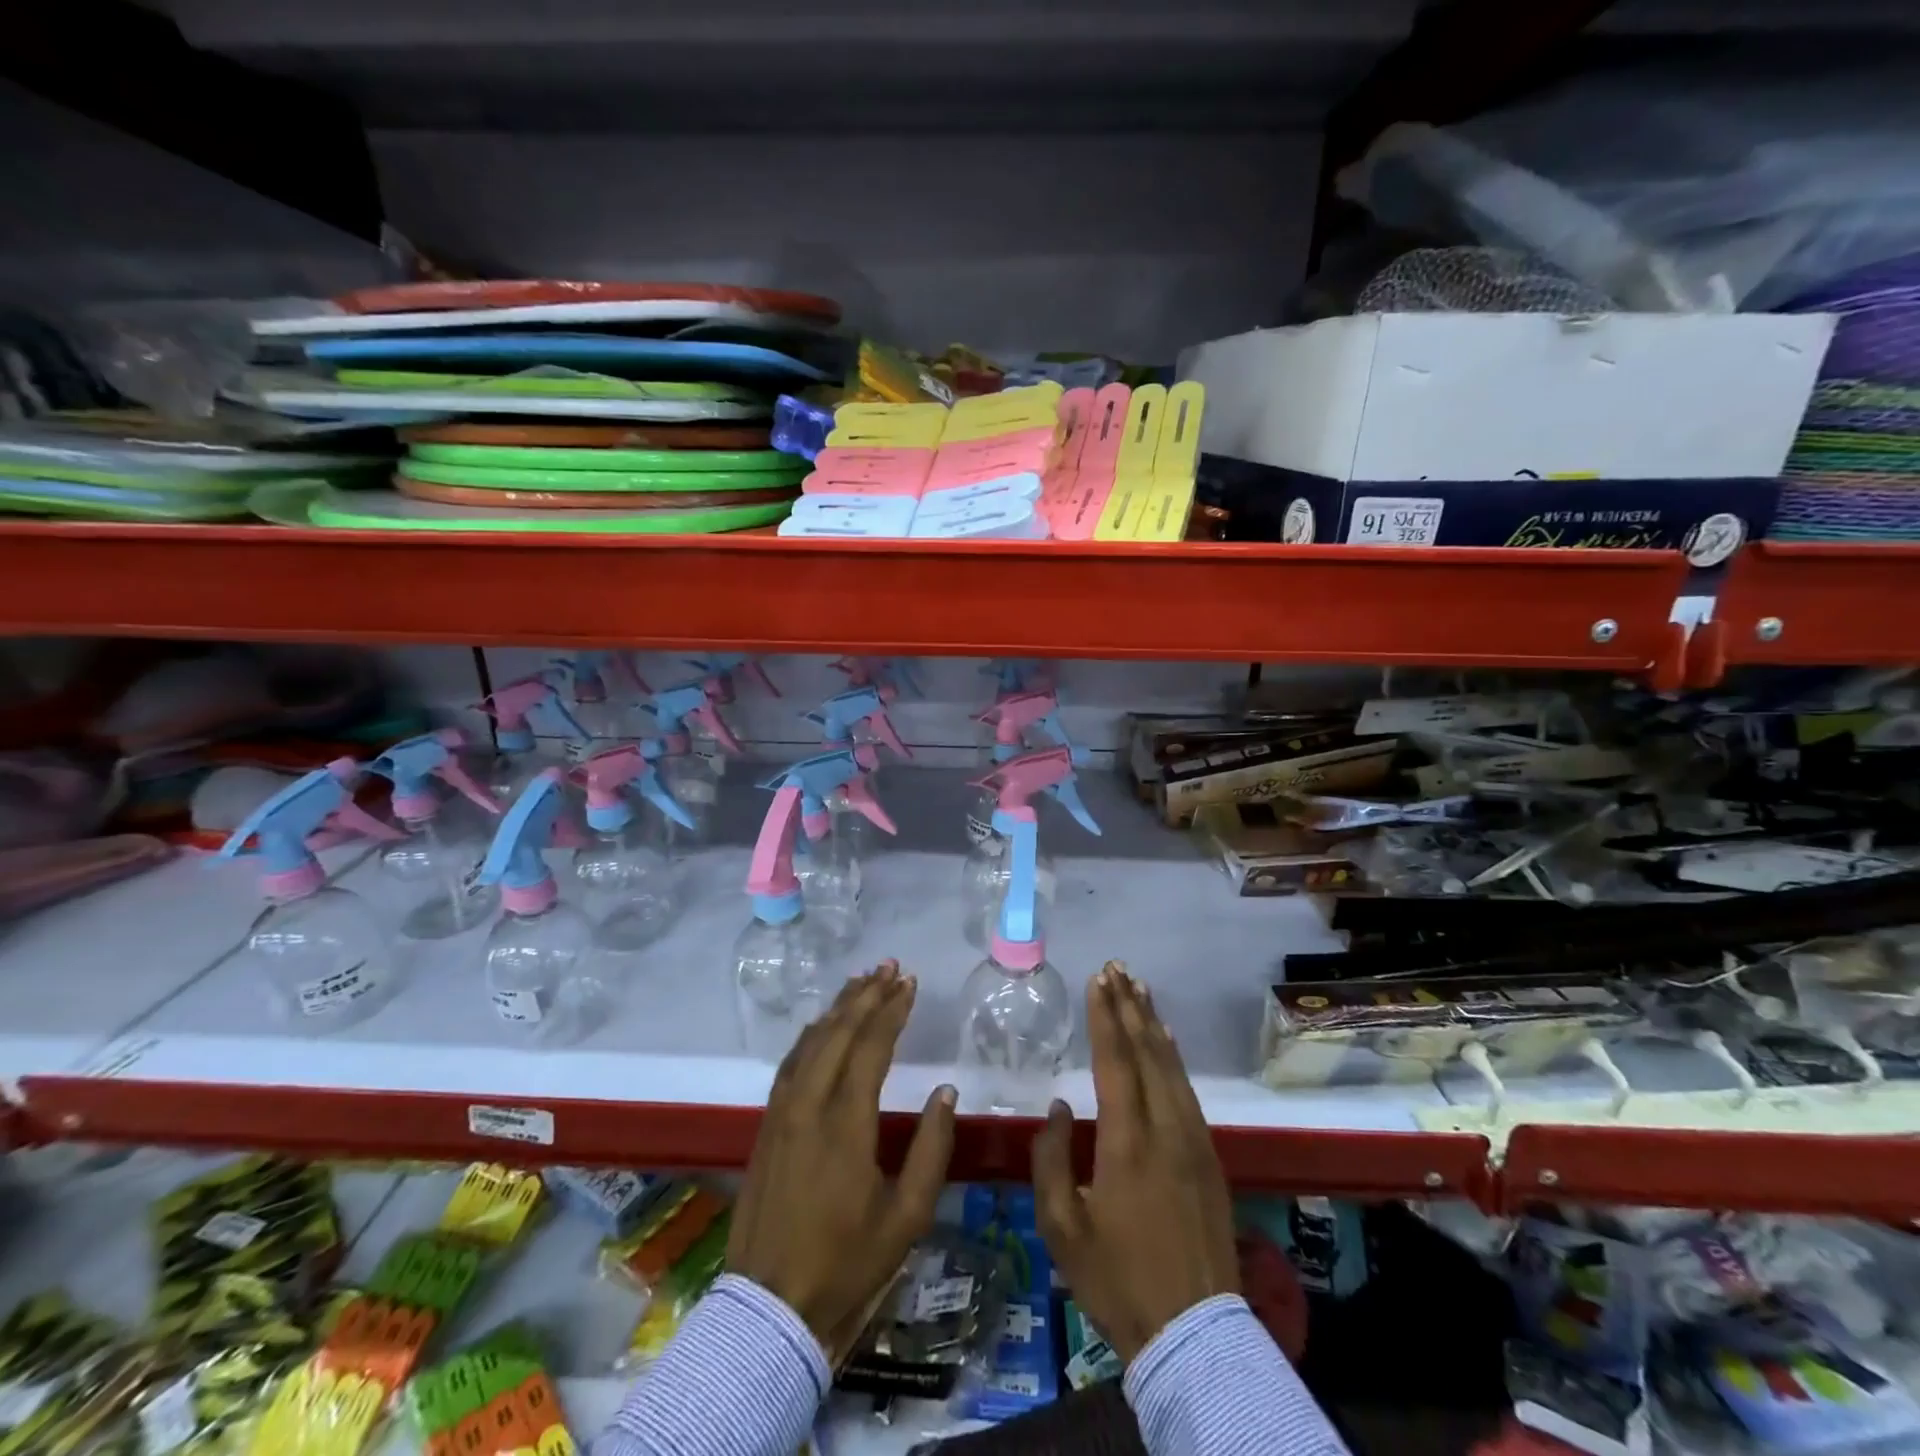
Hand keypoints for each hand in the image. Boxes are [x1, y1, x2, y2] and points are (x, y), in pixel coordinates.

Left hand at [728, 961, 956, 1358]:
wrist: (771, 1309)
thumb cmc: (847, 1263)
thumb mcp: (907, 1217)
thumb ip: (931, 1150)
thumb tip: (945, 1093)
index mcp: (846, 1124)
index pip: (871, 1047)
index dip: (892, 1010)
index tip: (910, 983)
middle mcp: (809, 1106)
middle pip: (838, 1033)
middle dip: (866, 995)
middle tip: (889, 967)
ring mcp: (781, 1114)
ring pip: (810, 1043)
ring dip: (837, 1009)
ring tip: (861, 983)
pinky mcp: (766, 1127)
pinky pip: (790, 1063)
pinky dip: (810, 1035)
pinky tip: (821, 1026)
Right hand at [1031, 963, 1239, 1362]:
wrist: (1193, 1333)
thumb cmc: (1118, 1279)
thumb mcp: (1062, 1228)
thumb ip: (1050, 1160)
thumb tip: (1059, 1108)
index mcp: (1127, 1141)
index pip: (1115, 1061)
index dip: (1105, 1017)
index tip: (1098, 980)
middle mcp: (1165, 1128)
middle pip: (1147, 1052)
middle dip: (1130, 1006)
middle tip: (1118, 968)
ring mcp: (1193, 1140)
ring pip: (1171, 1066)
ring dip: (1153, 1024)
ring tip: (1140, 989)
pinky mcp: (1209, 1157)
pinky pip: (1188, 1090)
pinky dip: (1174, 1057)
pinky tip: (1166, 1042)